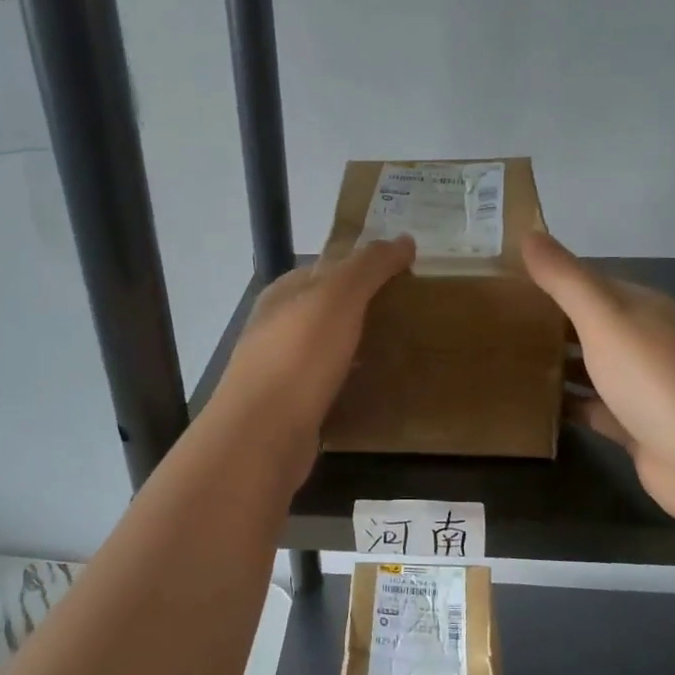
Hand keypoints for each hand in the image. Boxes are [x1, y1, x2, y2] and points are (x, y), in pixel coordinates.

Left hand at [214, 237, 416, 467]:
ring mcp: (281, 369)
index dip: (364, 264)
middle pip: (327, 307)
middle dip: (364, 306)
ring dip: (358, 344)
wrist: (262, 435)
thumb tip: (404, 239)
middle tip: (412, 310)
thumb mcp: (337, 298)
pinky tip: (376, 386)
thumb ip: (369, 267)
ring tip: (402, 347)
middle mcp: (277, 327)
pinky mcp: (292, 406)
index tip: (405, 271)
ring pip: (327, 346)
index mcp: (283, 293)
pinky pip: (329, 382)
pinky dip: (351, 379)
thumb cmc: (299, 356)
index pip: (327, 266)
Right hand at [522, 232, 674, 520]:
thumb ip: (565, 279)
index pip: (587, 282)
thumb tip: (528, 233)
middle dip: (545, 322)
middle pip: (586, 324)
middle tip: (488, 322)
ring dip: (554, 363)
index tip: (498, 281)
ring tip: (500, 361)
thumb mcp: (605, 318)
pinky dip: (566, 405)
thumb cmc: (656, 378)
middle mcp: (644, 340)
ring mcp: (641, 386)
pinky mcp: (634, 426)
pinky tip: (531, 405)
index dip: (546, 279)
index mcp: (641, 307)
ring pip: (588, 367)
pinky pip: (591, 408)